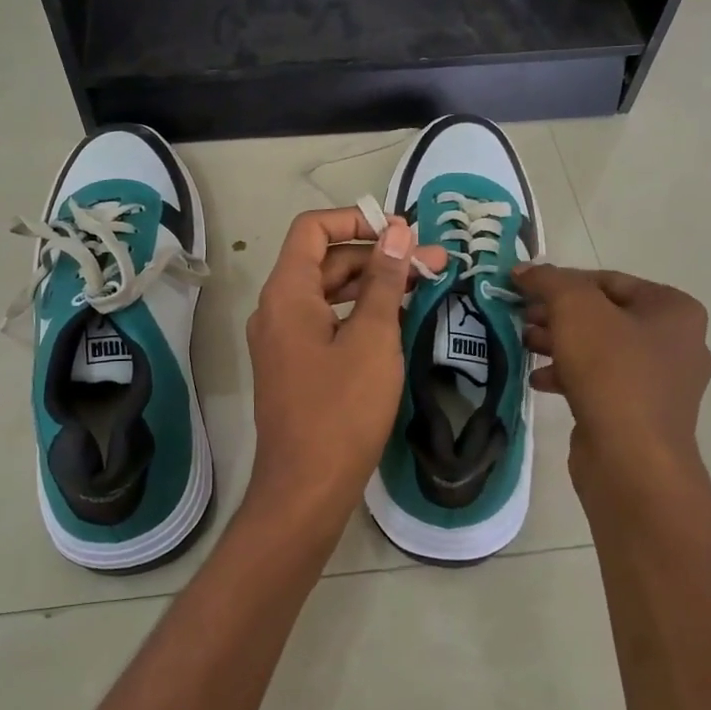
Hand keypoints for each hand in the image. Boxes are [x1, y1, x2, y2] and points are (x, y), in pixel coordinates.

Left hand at [243, 207, 447, 542]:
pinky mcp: (296, 365)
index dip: (357, 219)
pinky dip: (359, 313)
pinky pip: (327, 322)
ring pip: (329, 293)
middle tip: (433, 263)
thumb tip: (397, 231)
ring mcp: (284, 339)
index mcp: (286, 293)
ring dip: (373, 284)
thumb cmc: (341, 411)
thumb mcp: (372, 339)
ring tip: (424, 286)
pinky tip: (397, 320)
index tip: (402, 233)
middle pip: (325, 260)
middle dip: (378, 255)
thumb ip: (383, 280)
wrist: (306, 490)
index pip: (313, 228)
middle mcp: (277, 309)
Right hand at [514, 264, 710, 514]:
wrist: (632, 460)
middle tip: (520, 317)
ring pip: (599, 350)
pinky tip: (538, 379)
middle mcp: (676, 342)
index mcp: (674, 310)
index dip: (561, 280)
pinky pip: (600, 382)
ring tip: (523, 345)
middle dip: (557, 314)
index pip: (608, 280)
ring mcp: (661, 383)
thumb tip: (524, 269)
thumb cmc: (611, 372)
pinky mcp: (640, 414)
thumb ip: (548, 281)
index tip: (523, 288)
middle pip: (603, 315)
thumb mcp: (575, 310)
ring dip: (558, 344)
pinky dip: (568, 376)